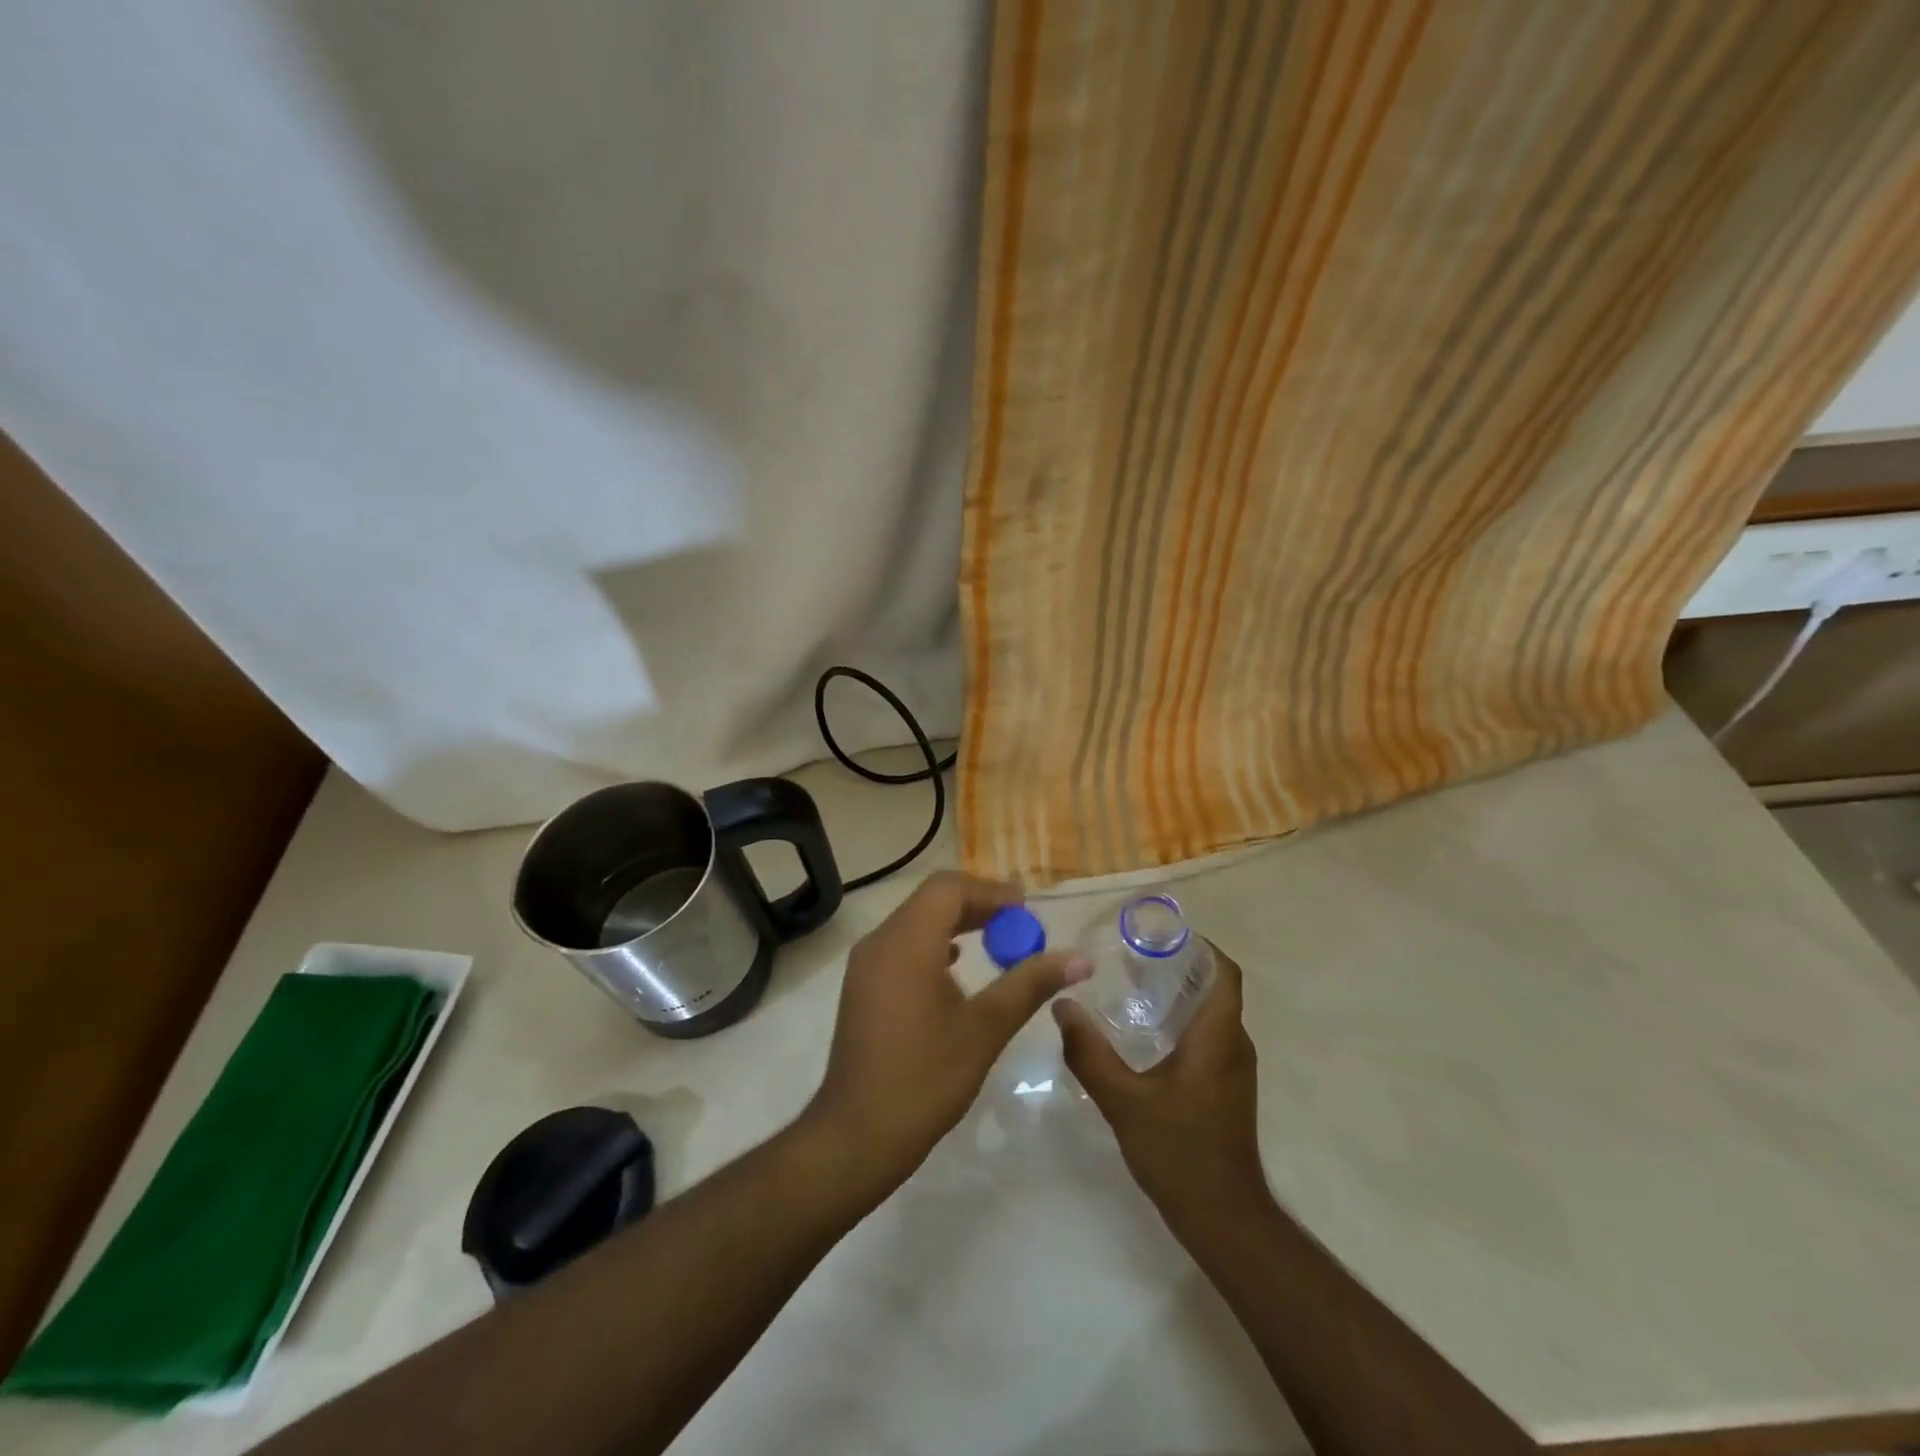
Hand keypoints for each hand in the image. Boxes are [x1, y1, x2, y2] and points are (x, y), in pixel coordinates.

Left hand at [807, 871, 1089, 1189]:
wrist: (857, 1135)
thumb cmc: (925, 1078)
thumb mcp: (985, 1029)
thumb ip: (1030, 985)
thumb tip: (1079, 959)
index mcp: (907, 942)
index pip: (949, 888)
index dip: (990, 892)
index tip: (1026, 910)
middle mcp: (880, 942)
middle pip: (931, 900)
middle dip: (977, 905)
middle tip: (1018, 925)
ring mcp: (866, 964)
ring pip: (915, 921)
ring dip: (956, 923)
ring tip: (996, 942)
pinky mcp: (862, 986)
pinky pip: (902, 945)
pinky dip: (933, 944)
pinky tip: (956, 966)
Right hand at [1053, 944, 1269, 1235]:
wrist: (1224, 1219)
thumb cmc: (1180, 1152)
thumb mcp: (1124, 1100)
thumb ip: (1090, 1052)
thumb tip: (1062, 1005)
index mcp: (1218, 1036)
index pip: (1223, 971)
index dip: (1198, 945)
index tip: (1158, 935)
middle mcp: (1233, 1044)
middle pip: (1214, 987)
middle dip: (1177, 965)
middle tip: (1130, 957)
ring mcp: (1233, 1068)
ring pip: (1210, 1012)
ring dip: (1177, 993)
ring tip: (1130, 987)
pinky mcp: (1226, 1088)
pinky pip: (1206, 1036)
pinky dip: (1180, 1021)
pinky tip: (1143, 1034)